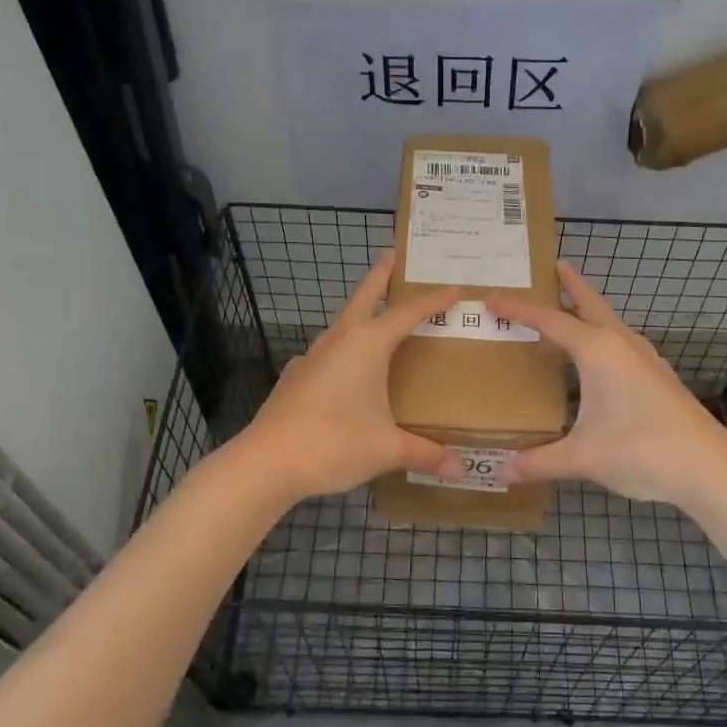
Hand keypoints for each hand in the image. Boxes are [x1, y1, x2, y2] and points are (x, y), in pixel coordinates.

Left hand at [234, 251, 463, 500]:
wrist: (266, 463)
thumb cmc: (334, 443)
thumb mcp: (387, 449)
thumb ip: (425, 454)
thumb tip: (460, 469)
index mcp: (367, 344)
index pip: (409, 313)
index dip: (435, 300)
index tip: (458, 289)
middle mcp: (339, 341)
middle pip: (363, 297)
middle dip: (380, 276)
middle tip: (393, 257)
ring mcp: (311, 358)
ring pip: (341, 325)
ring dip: (359, 315)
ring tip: (376, 322)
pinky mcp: (295, 379)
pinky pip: (325, 355)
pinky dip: (340, 352)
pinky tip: (343, 372)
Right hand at [487, 263, 726, 504]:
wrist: (708, 467)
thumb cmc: (641, 451)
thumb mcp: (583, 457)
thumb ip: (539, 462)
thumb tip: (500, 471)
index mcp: (598, 351)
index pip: (549, 320)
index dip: (517, 309)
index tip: (491, 297)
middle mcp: (621, 344)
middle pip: (590, 304)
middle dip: (570, 285)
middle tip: (553, 267)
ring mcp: (645, 359)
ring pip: (611, 322)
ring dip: (590, 309)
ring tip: (572, 308)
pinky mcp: (658, 376)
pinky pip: (622, 342)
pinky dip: (604, 334)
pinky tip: (603, 356)